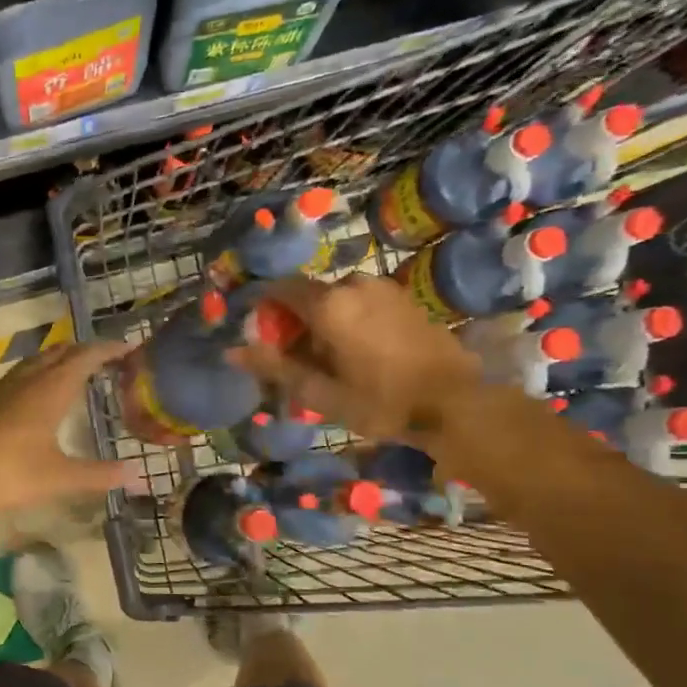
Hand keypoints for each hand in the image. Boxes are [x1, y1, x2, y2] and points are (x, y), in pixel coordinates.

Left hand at [0, 341, 135, 514]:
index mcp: (48, 391)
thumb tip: (137, 475)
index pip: (84, 357)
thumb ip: (98, 475)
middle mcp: (26, 381)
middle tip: (108, 360)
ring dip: (60, 360)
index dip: (108, 350)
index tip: (130, 349)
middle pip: (60, 353)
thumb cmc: (4, 472)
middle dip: (86, 351)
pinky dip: (40, 374)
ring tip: (77, 372)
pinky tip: (37, 396)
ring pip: (36, 361)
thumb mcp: (57, 478)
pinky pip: (20, 375)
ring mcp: (1, 389)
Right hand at [232, 275, 482, 443]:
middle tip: (299, 364)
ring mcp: (383, 288)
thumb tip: (231, 351)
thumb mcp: (320, 392)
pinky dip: (349, 321)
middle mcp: (354, 284)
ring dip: (324, 324)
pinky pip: (362, 302)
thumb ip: (274, 367)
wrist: (456, 403)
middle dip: (296, 324)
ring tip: (331, 364)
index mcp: (329, 303)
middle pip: (308, 296)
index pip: (279, 289)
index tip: (265, 342)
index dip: (265, 312)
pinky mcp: (404, 298)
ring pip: (336, 299)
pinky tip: (360, 355)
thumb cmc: (381, 402)